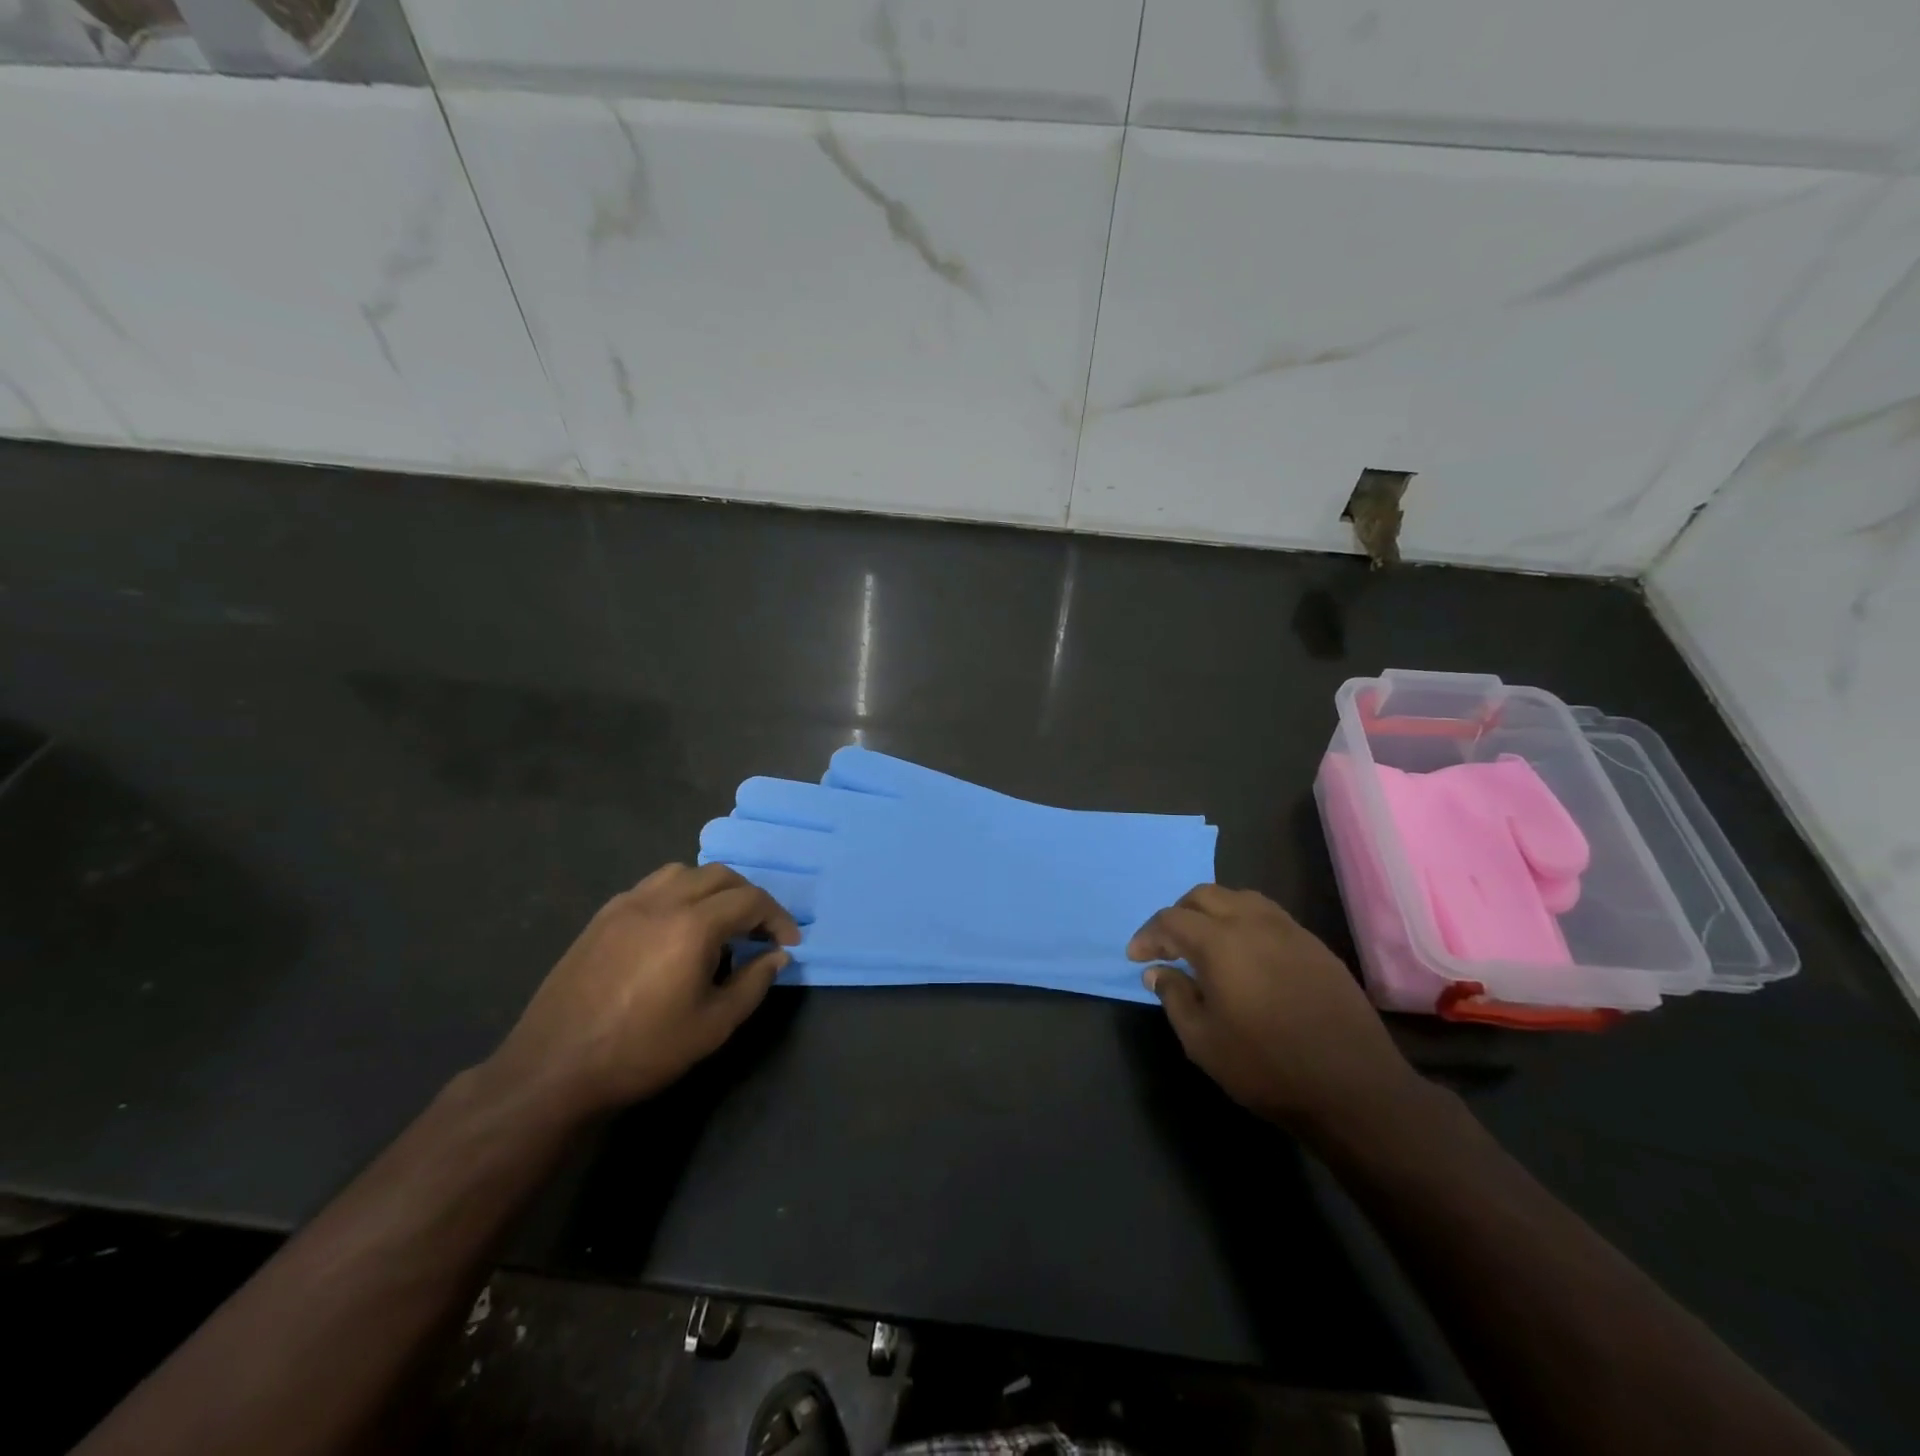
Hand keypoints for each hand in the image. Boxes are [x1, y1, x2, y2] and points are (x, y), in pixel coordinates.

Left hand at [486, 864, 799, 1118]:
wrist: (554, 1068)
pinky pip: (652, 886)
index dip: (777, 917)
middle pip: (720, 876)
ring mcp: (627, 904)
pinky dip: (678, 894)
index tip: (788, 943)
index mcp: (693, 925)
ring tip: (719, 923)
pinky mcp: (603, 917)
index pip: (750, 900)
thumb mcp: (712, 1026)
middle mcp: (662, 901)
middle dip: (749, 898)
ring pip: (684, 872)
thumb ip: (753, 983)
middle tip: (759, 931)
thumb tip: (776, 956)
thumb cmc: (642, 1050)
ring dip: (712, 889)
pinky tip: (676, 928)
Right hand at [1130, 885, 1418, 1134]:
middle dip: (1179, 914)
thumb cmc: (1266, 1066)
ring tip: (1206, 943)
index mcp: (1220, 942)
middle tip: (1168, 945)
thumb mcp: (1202, 1041)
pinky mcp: (1316, 946)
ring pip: (1240, 898)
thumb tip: (1158, 972)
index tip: (1137, 958)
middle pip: (1204, 896)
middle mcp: (1253, 923)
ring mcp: (1290, 931)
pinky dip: (1246, 923)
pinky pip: (1270, 917)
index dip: (1148, 935)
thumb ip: (1174, 997)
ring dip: (1214, 912)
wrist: (1353, 1088)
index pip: (1171, 920)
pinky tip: (1247, 956)